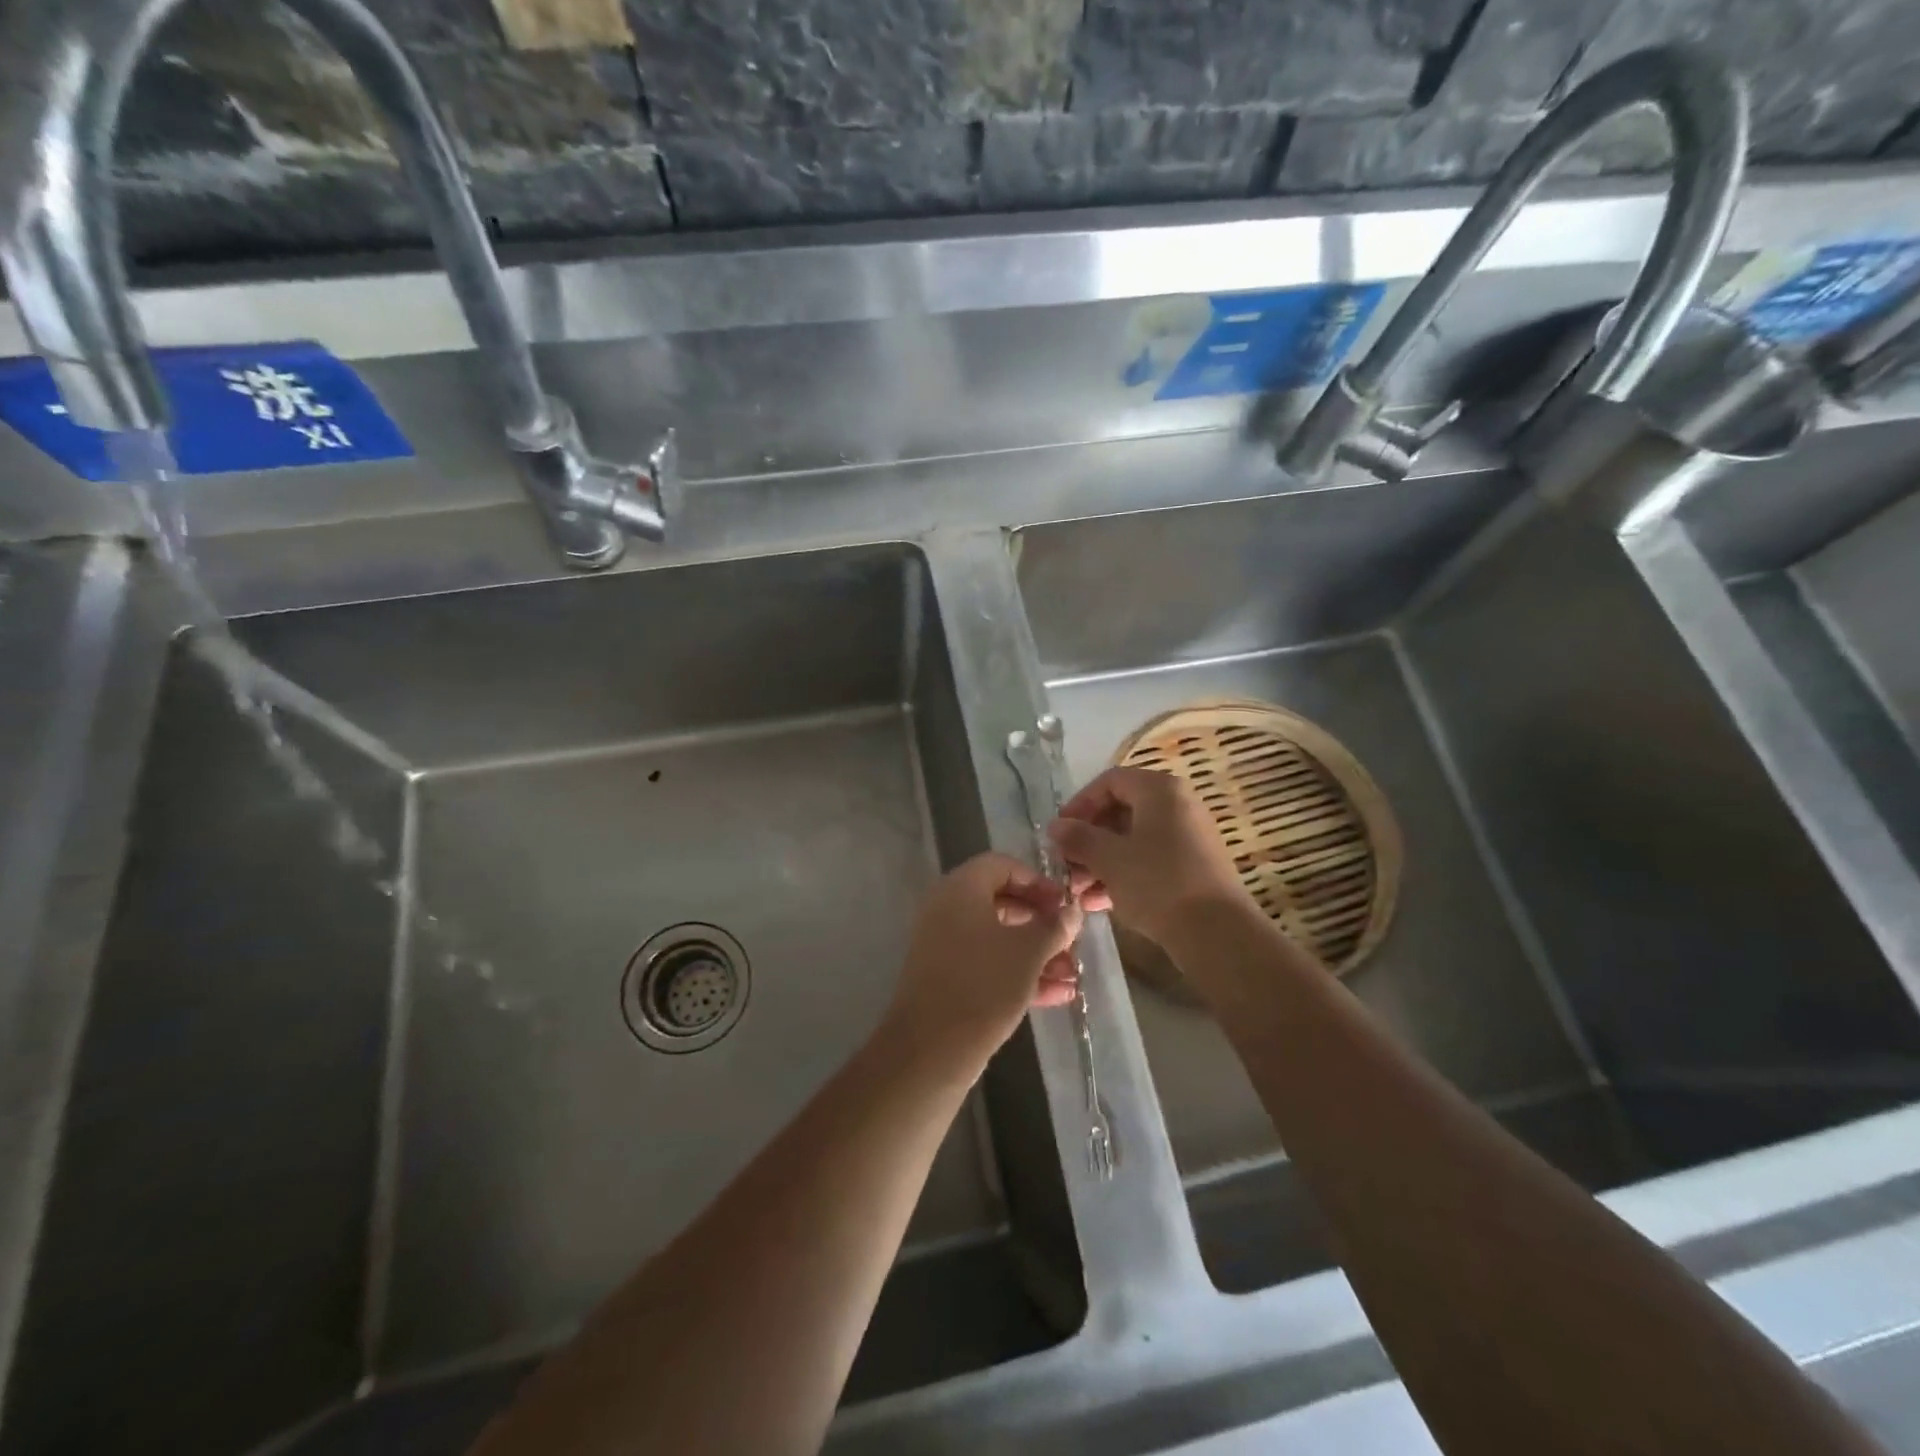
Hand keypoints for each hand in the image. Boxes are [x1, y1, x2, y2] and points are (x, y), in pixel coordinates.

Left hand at [879, 853, 1084, 1076]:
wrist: (930, 1049)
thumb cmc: (983, 985)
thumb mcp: (1028, 953)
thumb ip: (1054, 927)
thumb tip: (1072, 910)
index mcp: (961, 889)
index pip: (1002, 866)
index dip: (1038, 881)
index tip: (1065, 905)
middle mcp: (947, 910)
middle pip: (1002, 903)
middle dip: (1041, 923)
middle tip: (1071, 940)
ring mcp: (944, 946)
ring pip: (997, 938)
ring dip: (1036, 953)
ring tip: (1073, 975)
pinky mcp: (947, 979)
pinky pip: (987, 964)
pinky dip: (1019, 973)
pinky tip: (1057, 995)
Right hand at [1048, 765, 1247, 945]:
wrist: (1216, 932)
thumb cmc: (1157, 882)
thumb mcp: (1109, 859)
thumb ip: (1078, 838)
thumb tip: (1055, 827)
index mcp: (1160, 790)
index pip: (1110, 782)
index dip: (1079, 804)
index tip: (1060, 832)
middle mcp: (1178, 805)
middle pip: (1121, 812)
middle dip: (1088, 840)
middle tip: (1066, 865)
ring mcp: (1189, 837)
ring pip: (1134, 840)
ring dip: (1101, 862)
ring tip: (1079, 891)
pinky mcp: (1194, 867)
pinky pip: (1150, 860)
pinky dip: (1124, 875)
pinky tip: (1100, 903)